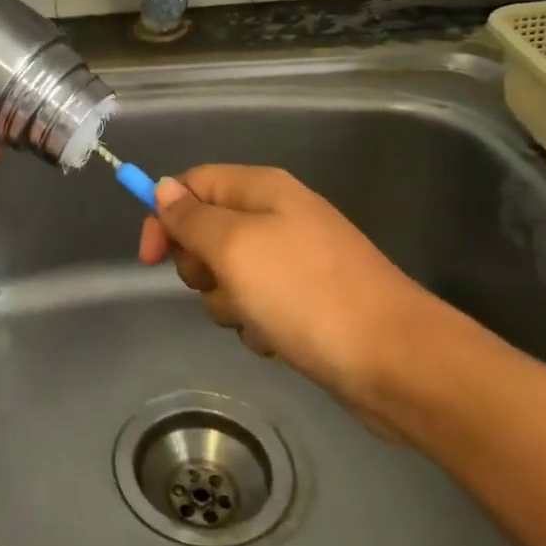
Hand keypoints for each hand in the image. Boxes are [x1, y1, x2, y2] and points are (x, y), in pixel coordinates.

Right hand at [138, 165, 459, 431]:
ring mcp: (295, 261)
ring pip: (228, 275)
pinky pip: (257, 305)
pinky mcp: (306, 302)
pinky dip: (257, 323)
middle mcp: (278, 217)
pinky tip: (277, 340)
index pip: (193, 184)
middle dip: (200, 265)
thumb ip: (191, 217)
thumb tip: (163, 188)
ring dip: (228, 301)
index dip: (165, 216)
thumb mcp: (234, 247)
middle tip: (220, 283)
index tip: (149, 260)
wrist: (396, 361)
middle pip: (207, 231)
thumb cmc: (305, 293)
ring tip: (255, 318)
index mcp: (262, 190)